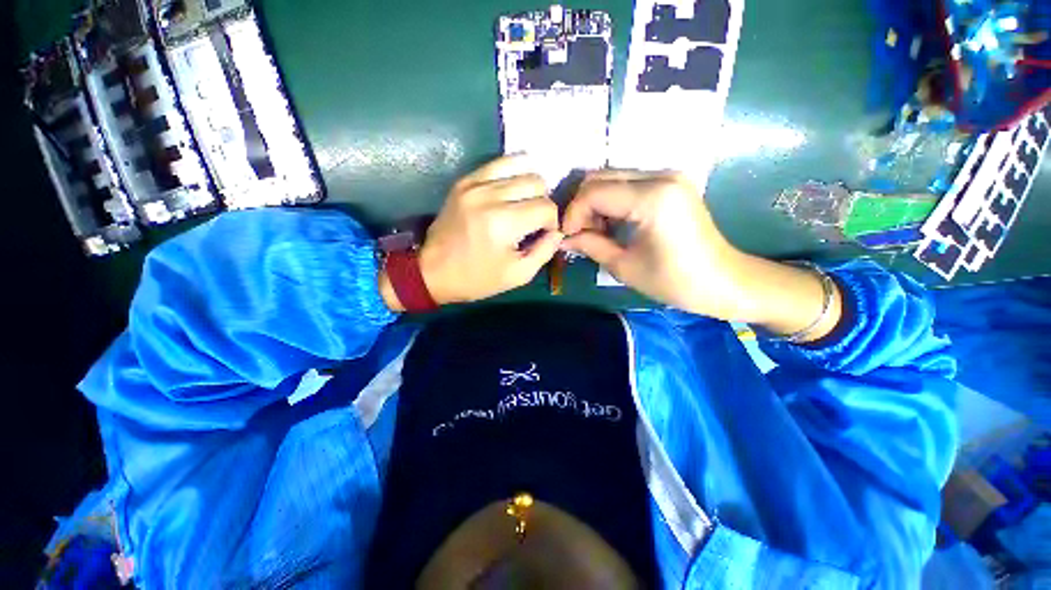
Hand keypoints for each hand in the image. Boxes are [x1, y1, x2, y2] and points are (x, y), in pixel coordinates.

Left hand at [381, 156, 561, 309]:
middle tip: (533, 220)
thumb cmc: (477, 278)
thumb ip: (545, 251)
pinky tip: (511, 190)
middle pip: (537, 182)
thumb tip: (558, 231)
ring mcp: (474, 184)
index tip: (543, 234)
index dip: (552, 222)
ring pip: (521, 166)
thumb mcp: (518, 275)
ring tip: (523, 203)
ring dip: (530, 185)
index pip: (546, 207)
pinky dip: (512, 173)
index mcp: (503, 223)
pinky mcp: (465, 181)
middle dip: (543, 202)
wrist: (433, 272)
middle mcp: (489, 196)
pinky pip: (499, 163)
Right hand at [562, 170, 746, 318]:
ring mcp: (667, 176)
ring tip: (596, 232)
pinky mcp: (670, 183)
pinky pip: (627, 183)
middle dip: (582, 206)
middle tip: (580, 234)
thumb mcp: (625, 267)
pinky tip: (613, 224)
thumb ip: (590, 246)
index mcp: (651, 198)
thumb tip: (564, 239)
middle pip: (600, 177)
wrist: (723, 281)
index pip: (594, 192)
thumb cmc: (675, 281)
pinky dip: (611, 201)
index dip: (573, 214)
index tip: (567, 237)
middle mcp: (660, 176)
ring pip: (612, 177)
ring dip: (595, 203)